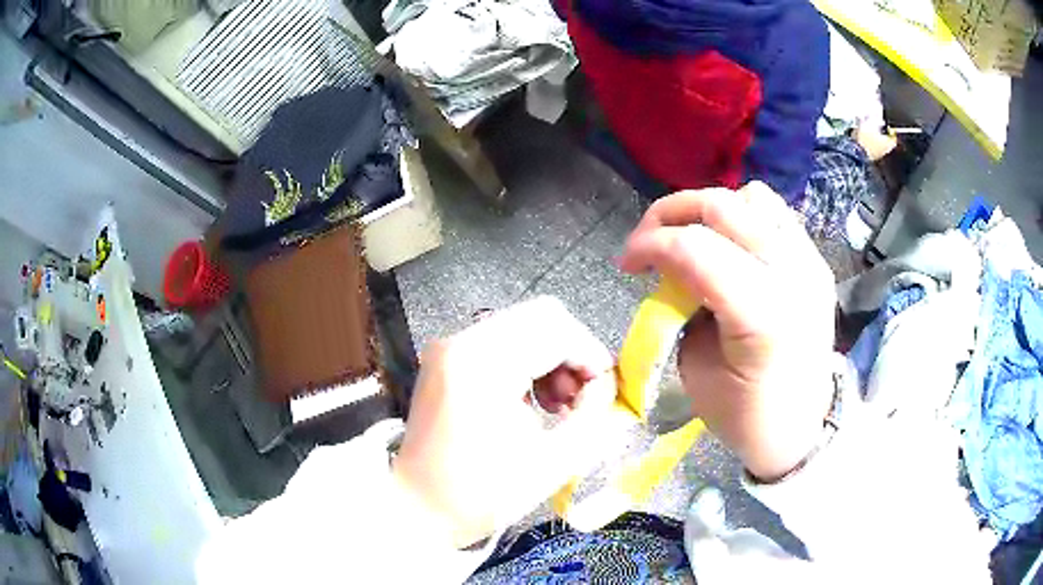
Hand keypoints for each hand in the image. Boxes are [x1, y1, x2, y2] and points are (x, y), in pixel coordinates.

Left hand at [393, 297, 617, 546]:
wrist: (418, 507)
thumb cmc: (481, 494)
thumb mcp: (552, 462)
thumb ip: (594, 417)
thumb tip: (608, 386)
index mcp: (482, 363)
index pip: (556, 329)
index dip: (591, 356)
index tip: (606, 393)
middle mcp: (461, 341)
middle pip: (540, 317)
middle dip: (573, 354)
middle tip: (582, 400)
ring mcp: (450, 347)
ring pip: (523, 326)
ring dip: (552, 357)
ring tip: (559, 405)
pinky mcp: (447, 359)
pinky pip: (503, 342)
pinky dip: (529, 363)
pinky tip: (532, 402)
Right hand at [619, 183, 836, 480]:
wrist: (799, 426)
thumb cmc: (742, 412)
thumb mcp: (695, 366)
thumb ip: (683, 305)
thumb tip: (672, 267)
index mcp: (763, 316)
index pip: (695, 249)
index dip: (650, 243)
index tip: (627, 262)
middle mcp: (793, 276)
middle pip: (723, 208)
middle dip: (670, 213)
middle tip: (647, 240)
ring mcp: (811, 263)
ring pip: (752, 198)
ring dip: (711, 211)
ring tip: (693, 238)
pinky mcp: (816, 261)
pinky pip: (774, 214)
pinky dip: (742, 217)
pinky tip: (728, 245)